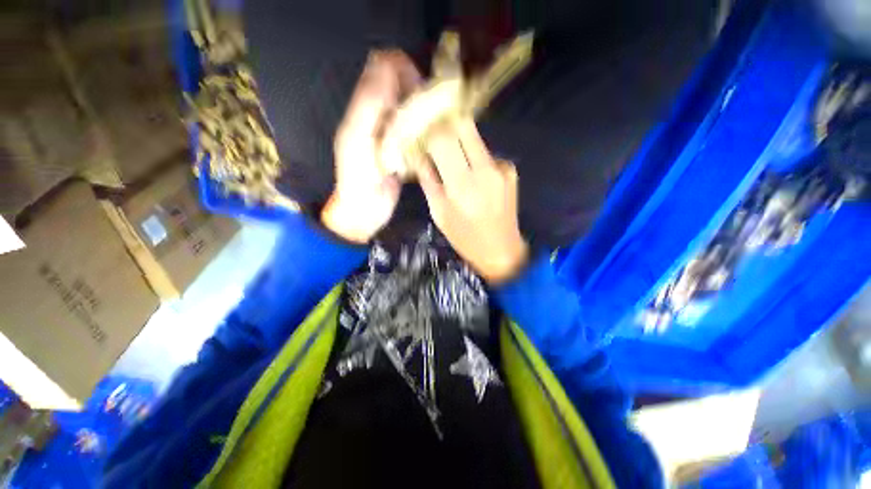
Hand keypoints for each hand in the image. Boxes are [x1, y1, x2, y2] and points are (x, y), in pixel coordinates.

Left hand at [322, 51, 420, 242]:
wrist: (363, 211)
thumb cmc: (357, 179)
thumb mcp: (357, 140)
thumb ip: (368, 105)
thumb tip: (386, 65)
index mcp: (364, 109)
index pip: (382, 70)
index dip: (401, 68)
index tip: (419, 85)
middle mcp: (379, 117)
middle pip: (400, 87)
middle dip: (417, 90)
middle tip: (432, 107)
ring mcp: (392, 135)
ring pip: (410, 109)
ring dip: (424, 109)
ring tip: (436, 121)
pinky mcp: (403, 151)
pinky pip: (416, 131)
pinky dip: (426, 129)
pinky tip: (434, 137)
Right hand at [416, 119, 528, 284]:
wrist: (501, 250)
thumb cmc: (465, 237)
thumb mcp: (439, 212)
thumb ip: (427, 179)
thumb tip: (417, 153)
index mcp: (461, 184)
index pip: (442, 139)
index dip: (429, 132)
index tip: (421, 135)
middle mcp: (484, 169)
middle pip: (463, 126)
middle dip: (446, 127)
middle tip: (436, 139)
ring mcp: (501, 167)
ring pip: (475, 138)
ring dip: (461, 144)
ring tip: (455, 164)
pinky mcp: (511, 169)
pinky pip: (486, 154)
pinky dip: (476, 160)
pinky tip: (476, 178)